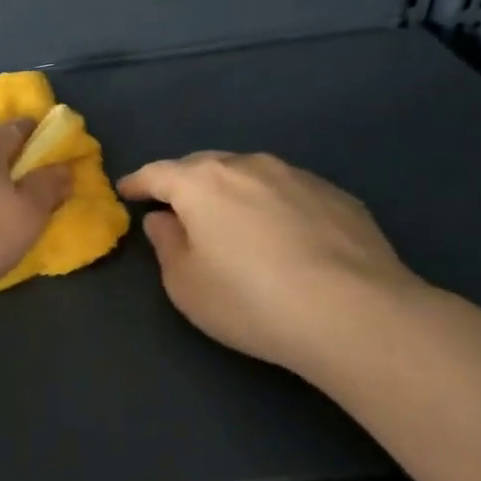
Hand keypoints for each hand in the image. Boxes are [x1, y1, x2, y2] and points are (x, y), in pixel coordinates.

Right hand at [117, 152, 425, 377]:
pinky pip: (287, 191)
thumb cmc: (249, 300)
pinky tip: (280, 235)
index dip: (137, 182)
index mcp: (201, 182)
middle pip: (203, 166)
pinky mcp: (337, 196)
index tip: (125, 191)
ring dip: (230, 190)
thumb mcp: (184, 283)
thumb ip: (166, 243)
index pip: (157, 173)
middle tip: (174, 205)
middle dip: (183, 182)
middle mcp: (248, 166)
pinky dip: (271, 204)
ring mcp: (297, 176)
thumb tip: (164, 219)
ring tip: (228, 218)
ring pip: (249, 174)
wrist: (355, 314)